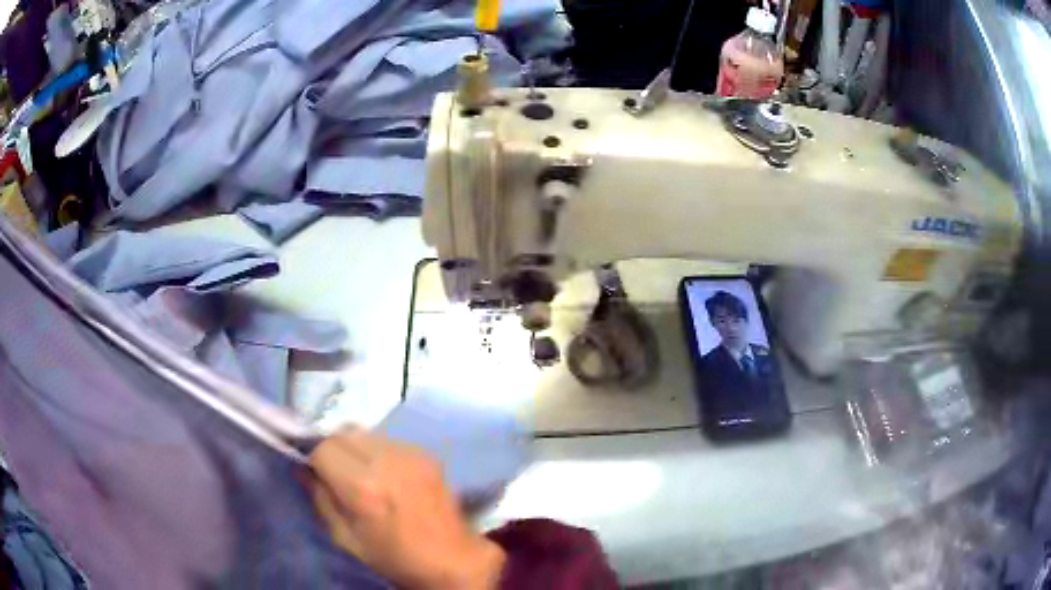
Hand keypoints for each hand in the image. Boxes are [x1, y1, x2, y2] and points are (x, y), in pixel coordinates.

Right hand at [309, 429, 505, 589]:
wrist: (452, 560)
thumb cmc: (394, 558)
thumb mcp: (345, 538)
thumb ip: (320, 498)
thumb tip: (302, 468)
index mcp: (363, 486)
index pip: (322, 447)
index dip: (313, 459)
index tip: (315, 473)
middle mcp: (387, 460)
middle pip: (342, 432)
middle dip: (331, 448)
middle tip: (334, 473)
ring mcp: (411, 453)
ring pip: (365, 432)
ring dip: (354, 447)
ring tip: (360, 473)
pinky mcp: (427, 453)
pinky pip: (388, 440)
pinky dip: (377, 451)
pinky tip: (385, 474)